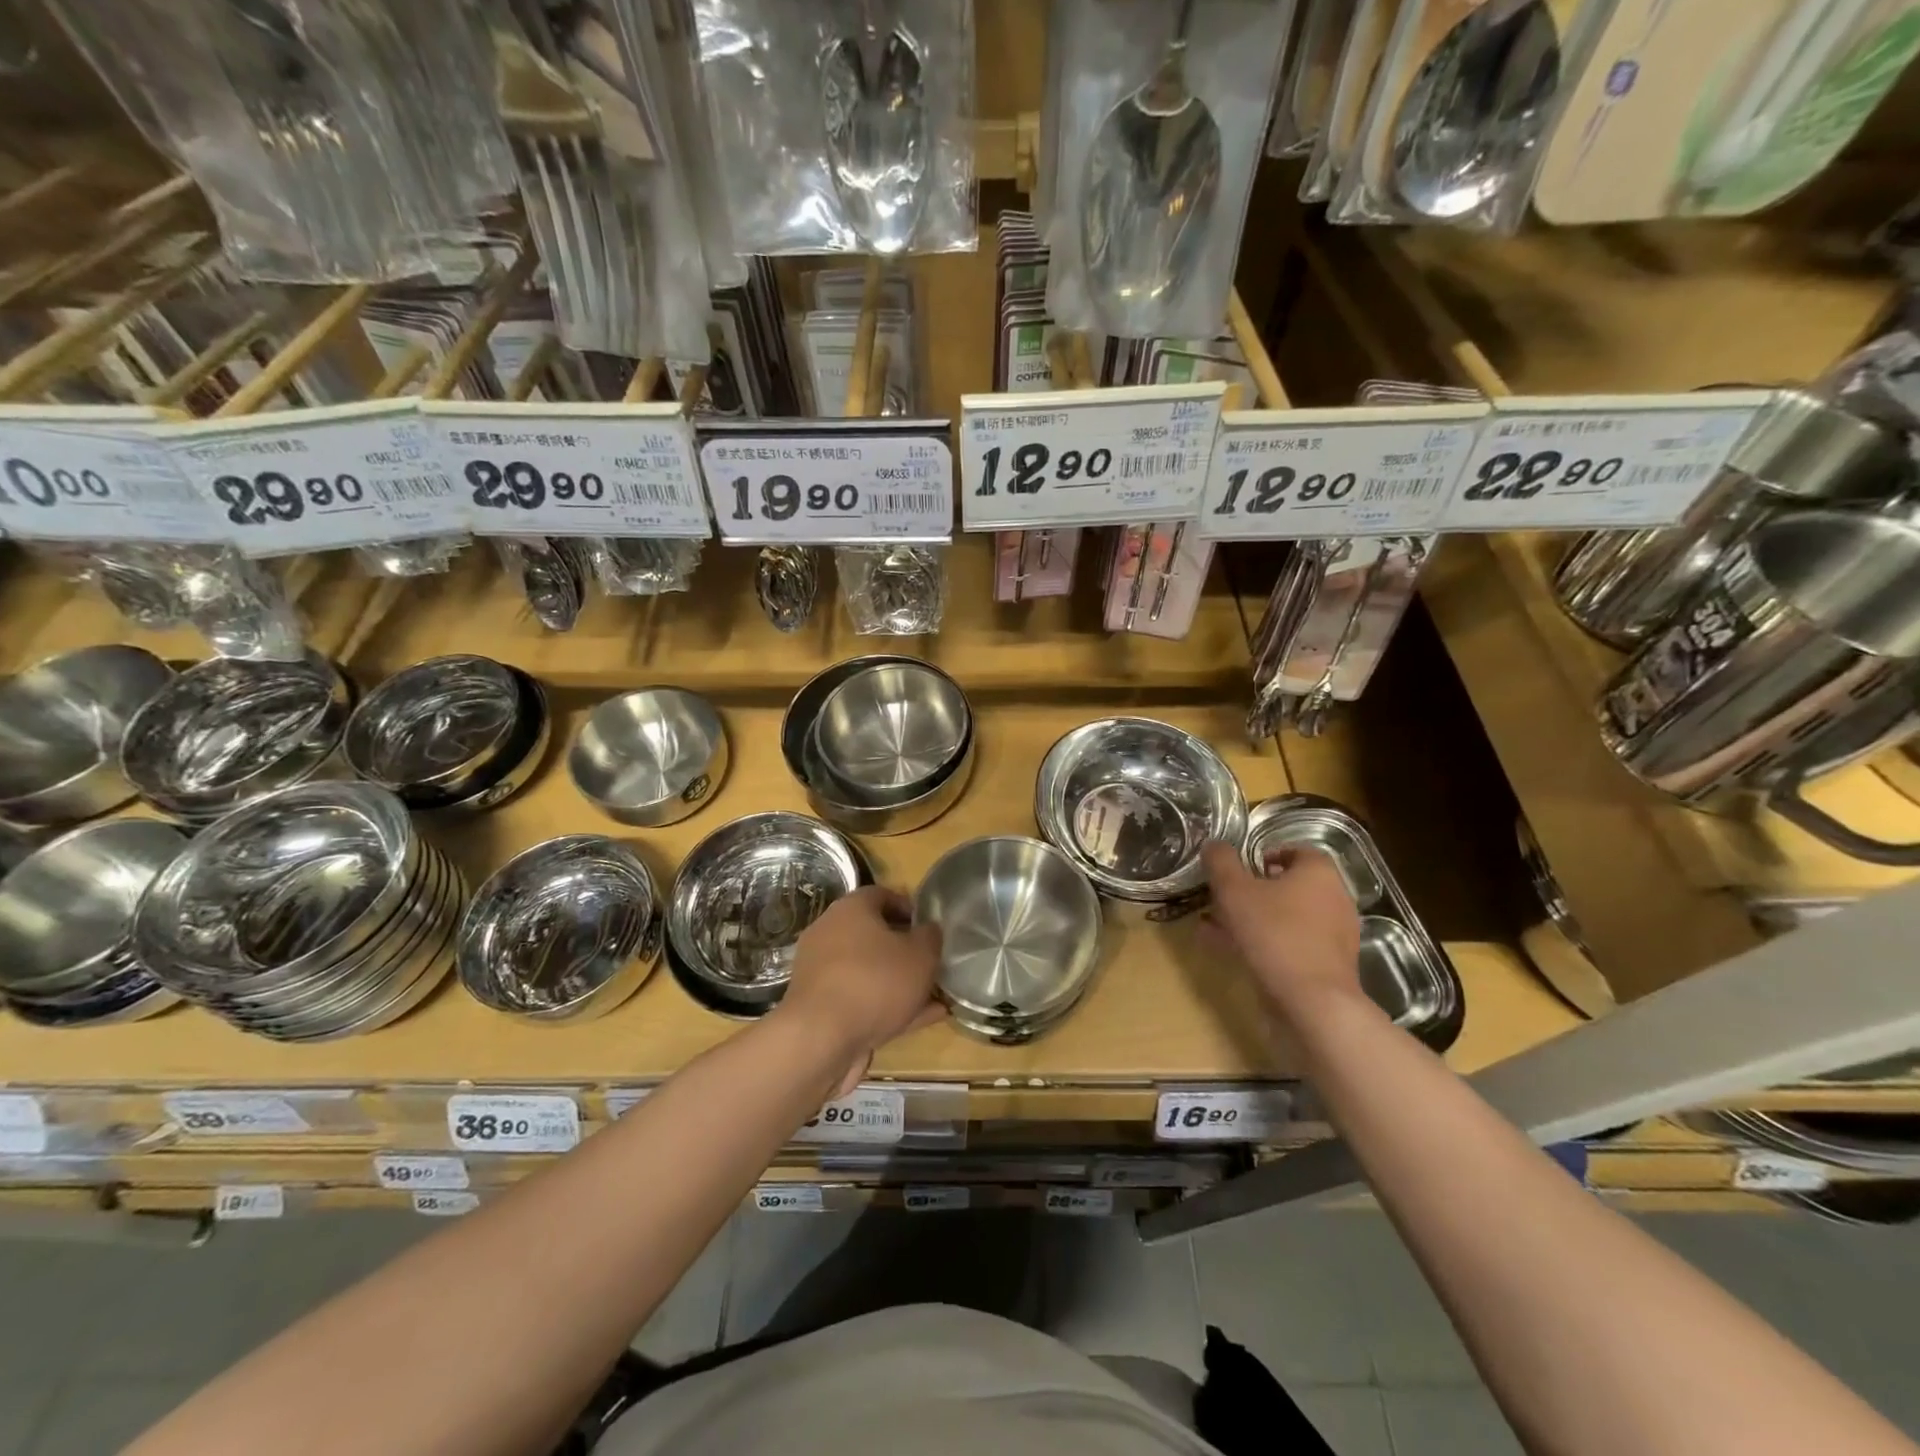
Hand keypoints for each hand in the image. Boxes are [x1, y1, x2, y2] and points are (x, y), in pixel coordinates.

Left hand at [776, 886, 944, 1095]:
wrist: (821, 1040)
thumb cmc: (875, 981)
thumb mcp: (920, 954)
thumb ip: (930, 937)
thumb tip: (929, 929)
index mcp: (850, 909)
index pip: (882, 895)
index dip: (910, 908)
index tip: (930, 927)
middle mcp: (830, 934)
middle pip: (875, 935)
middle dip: (906, 951)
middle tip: (933, 964)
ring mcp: (823, 973)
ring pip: (870, 972)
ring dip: (900, 983)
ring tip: (934, 998)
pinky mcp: (821, 1008)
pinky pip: (861, 1000)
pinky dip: (888, 1007)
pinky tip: (920, 1021)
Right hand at [1201, 841, 1362, 1021]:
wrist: (1312, 1002)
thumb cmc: (1274, 933)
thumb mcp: (1234, 890)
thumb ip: (1221, 862)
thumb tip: (1214, 845)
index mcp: (1319, 873)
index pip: (1297, 851)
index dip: (1268, 854)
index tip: (1241, 867)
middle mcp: (1333, 900)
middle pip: (1290, 887)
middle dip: (1254, 890)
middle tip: (1224, 897)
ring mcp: (1333, 936)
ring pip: (1286, 918)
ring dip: (1254, 919)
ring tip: (1216, 927)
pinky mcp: (1326, 967)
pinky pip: (1290, 945)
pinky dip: (1263, 944)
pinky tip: (1231, 952)